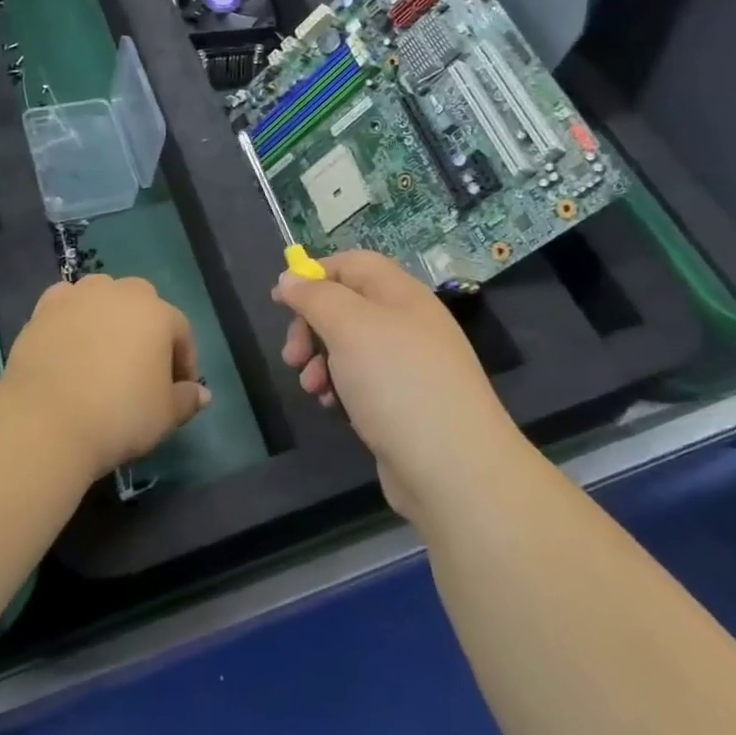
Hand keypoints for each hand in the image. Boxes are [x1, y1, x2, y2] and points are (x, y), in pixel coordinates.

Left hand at [2, 274, 210, 480]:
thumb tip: (202, 394)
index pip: (181, 332)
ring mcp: (79, 296)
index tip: (178, 392)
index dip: (183, 362)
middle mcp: (120, 293)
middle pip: (142, 303)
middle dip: (146, 330)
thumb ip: (186, 399)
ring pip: (103, 295)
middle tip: (141, 368)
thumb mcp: (164, 415)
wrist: (45, 419)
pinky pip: (66, 304)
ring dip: (108, 316)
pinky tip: (69, 343)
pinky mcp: (44, 308)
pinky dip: (72, 316)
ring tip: (103, 352)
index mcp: (158, 313)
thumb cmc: (119, 415)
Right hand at [274, 252, 511, 519]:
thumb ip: (315, 297)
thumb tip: (290, 277)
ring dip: (320, 360)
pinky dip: (340, 387)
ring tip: (310, 387)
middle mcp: (408, 323)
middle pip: (347, 306)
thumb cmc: (397, 383)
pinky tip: (333, 407)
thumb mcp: (349, 327)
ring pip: (350, 346)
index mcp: (401, 294)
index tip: (281, 300)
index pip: (353, 264)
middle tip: (291, 355)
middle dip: (312, 326)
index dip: (315, 274)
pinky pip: (363, 381)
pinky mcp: (405, 403)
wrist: (454, 470)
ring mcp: (409, 366)